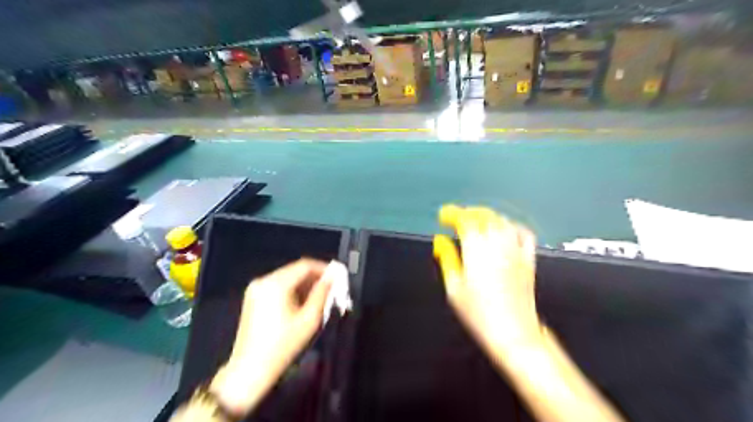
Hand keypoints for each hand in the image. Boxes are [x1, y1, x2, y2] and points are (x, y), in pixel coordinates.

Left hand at [209, 258, 329, 415]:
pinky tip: (302, 303)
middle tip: (331, 288)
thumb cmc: (283, 346)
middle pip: (295, 270)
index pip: (304, 265)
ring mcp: (256, 289)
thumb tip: (332, 277)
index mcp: (276, 284)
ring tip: (319, 298)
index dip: (323, 268)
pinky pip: (278, 286)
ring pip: (287, 277)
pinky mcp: (253, 297)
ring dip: (304, 284)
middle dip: (314, 277)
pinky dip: (292, 290)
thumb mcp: (309, 320)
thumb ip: (322, 294)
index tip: (338, 276)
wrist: (249, 370)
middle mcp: (263, 281)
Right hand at [436, 207, 540, 354]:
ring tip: (476, 222)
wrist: (512, 331)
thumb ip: (447, 259)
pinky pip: (523, 233)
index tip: (444, 216)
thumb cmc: (477, 312)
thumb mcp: (454, 287)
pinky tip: (506, 230)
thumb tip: (440, 241)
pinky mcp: (529, 259)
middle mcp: (497, 243)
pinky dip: (512, 226)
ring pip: (502, 221)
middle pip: (484, 216)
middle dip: (468, 213)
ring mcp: (515, 250)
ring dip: (487, 217)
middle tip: (457, 218)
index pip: (465, 220)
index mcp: (476, 248)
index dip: (453, 214)